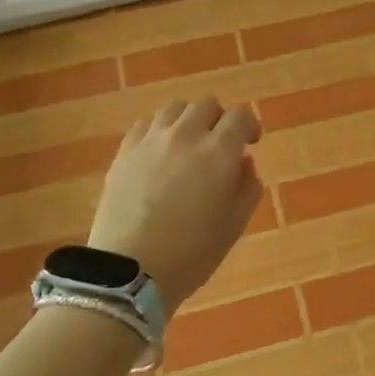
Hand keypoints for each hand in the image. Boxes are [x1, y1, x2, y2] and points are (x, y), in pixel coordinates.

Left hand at [88, 99, 262, 311]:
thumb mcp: (235, 225)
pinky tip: (158, 153)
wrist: (130, 270)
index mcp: (219, 152)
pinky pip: (144, 126)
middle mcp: (185, 135)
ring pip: (174, 109)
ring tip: (187, 144)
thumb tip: (244, 162)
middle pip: (206, 105)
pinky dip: (158, 132)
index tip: (251, 142)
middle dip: (218, 119)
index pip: (240, 117)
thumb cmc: (192, 253)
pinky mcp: (124, 153)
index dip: (249, 126)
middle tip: (219, 144)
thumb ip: (248, 187)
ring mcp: (150, 141)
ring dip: (187, 120)